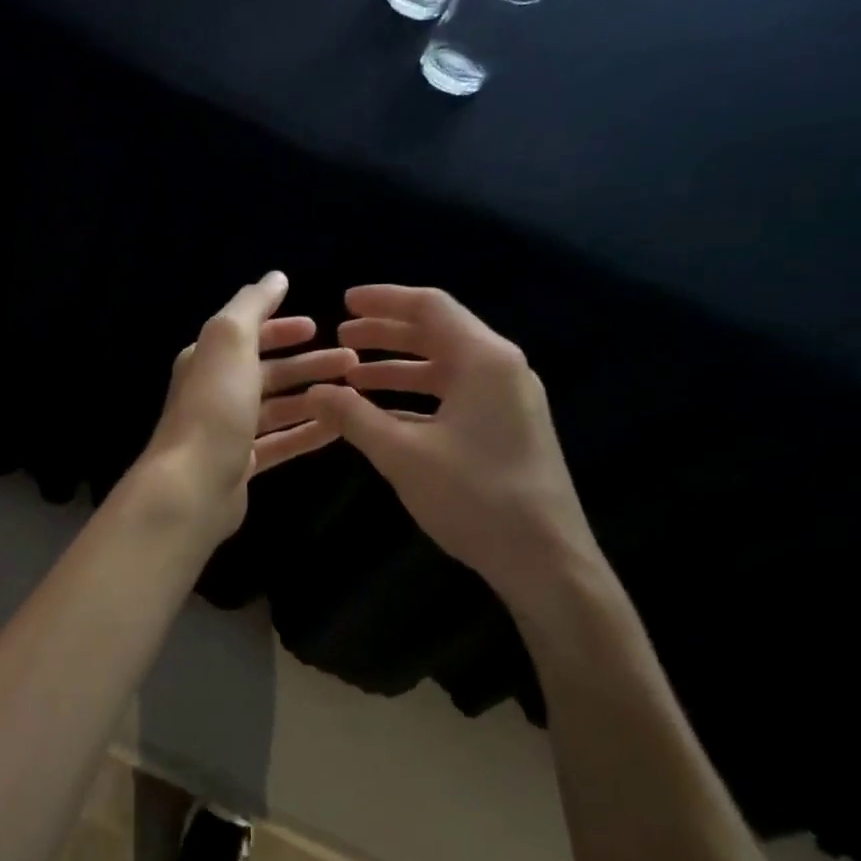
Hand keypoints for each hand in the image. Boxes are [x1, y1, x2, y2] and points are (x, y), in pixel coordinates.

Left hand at [138, 271, 357, 540]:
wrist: (192, 485)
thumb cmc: (214, 406)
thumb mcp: (230, 340)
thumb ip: (252, 306)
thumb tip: (275, 277)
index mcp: (208, 359)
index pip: (247, 335)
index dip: (280, 328)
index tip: (318, 326)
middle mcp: (215, 391)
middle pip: (268, 372)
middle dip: (308, 363)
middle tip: (352, 361)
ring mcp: (228, 431)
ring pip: (277, 408)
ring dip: (313, 397)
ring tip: (354, 392)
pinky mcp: (241, 465)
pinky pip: (280, 442)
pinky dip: (307, 432)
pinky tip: (339, 428)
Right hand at [305, 285, 601, 600]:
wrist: (546, 560)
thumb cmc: (475, 496)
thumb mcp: (402, 454)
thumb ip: (354, 416)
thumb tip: (315, 390)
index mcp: (484, 360)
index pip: (430, 308)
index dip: (384, 300)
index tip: (344, 301)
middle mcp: (501, 369)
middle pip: (438, 333)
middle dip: (386, 333)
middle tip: (342, 335)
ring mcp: (508, 400)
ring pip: (444, 366)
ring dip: (398, 366)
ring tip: (353, 374)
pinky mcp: (507, 427)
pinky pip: (454, 395)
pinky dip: (417, 396)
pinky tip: (381, 413)